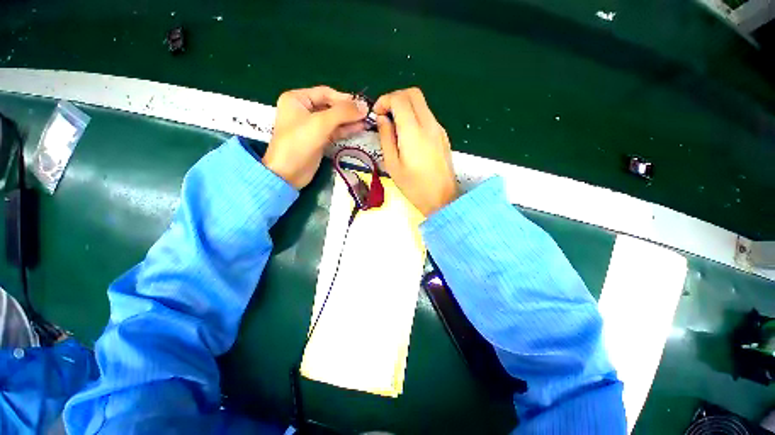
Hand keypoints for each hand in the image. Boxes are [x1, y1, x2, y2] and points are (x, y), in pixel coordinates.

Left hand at [263, 86, 368, 188]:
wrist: (288, 173)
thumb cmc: (299, 143)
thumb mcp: (321, 123)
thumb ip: (343, 113)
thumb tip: (364, 106)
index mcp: (297, 99)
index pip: (325, 93)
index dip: (344, 98)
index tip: (362, 105)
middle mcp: (304, 110)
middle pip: (330, 106)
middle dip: (348, 110)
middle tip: (367, 114)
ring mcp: (311, 127)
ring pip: (334, 120)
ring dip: (349, 121)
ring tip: (367, 122)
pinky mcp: (318, 141)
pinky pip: (334, 131)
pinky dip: (346, 130)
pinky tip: (359, 129)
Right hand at [374, 88, 458, 215]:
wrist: (442, 199)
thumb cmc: (414, 187)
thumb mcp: (392, 165)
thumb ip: (386, 138)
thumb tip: (382, 119)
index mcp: (414, 132)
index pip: (399, 99)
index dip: (384, 100)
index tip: (376, 114)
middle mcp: (429, 125)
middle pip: (413, 93)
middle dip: (395, 98)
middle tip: (385, 115)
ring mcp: (439, 129)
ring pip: (422, 104)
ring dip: (406, 107)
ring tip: (395, 127)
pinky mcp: (443, 136)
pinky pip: (428, 116)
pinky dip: (415, 116)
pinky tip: (409, 135)